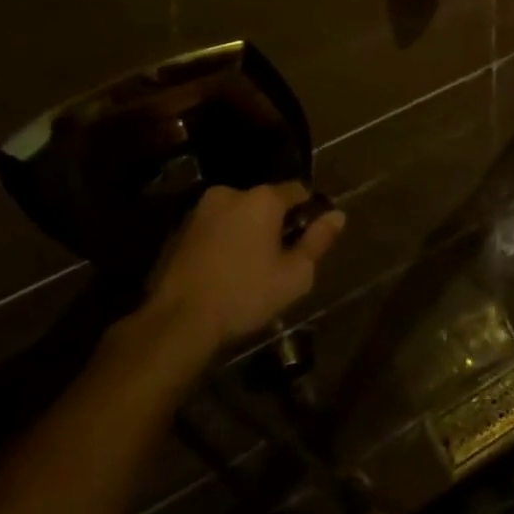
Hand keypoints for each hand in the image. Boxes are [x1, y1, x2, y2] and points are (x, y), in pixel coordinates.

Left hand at [143, 183, 344, 358]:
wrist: (176, 323)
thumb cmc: (245, 294)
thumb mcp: (295, 274)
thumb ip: (319, 240)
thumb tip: (338, 215)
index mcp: (262, 198)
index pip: (299, 190)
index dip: (309, 212)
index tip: (308, 239)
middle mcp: (230, 193)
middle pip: (265, 202)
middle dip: (276, 223)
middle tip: (280, 258)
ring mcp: (200, 211)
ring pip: (238, 215)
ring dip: (247, 232)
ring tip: (250, 267)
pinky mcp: (178, 231)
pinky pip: (215, 229)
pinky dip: (224, 242)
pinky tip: (224, 272)